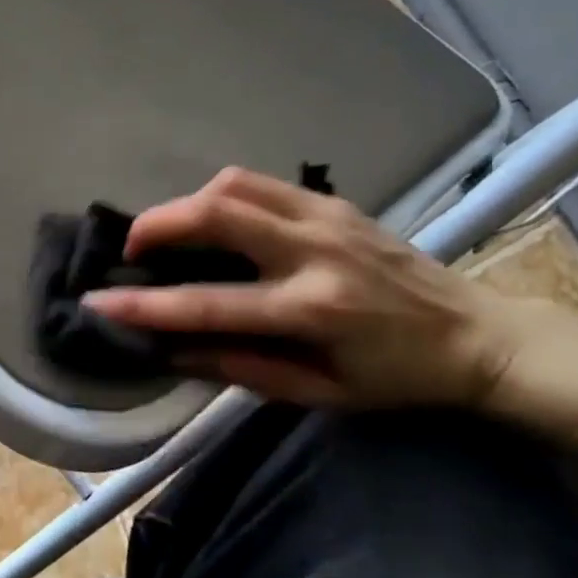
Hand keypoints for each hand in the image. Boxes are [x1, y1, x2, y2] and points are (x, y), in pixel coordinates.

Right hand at [84, 168, 529, 409]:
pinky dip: (220, 197)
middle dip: (157, 224)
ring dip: (186, 205)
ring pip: (232, 185)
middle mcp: (316, 252)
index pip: (210, 304)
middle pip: (217, 212)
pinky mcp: (333, 202)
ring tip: (171, 236)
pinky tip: (215, 223)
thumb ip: (240, 367)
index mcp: (314, 310)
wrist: (480, 337)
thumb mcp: (318, 393)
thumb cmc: (396, 378)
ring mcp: (326, 217)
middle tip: (133, 250)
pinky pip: (258, 184)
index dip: (145, 306)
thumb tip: (170, 349)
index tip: (97, 303)